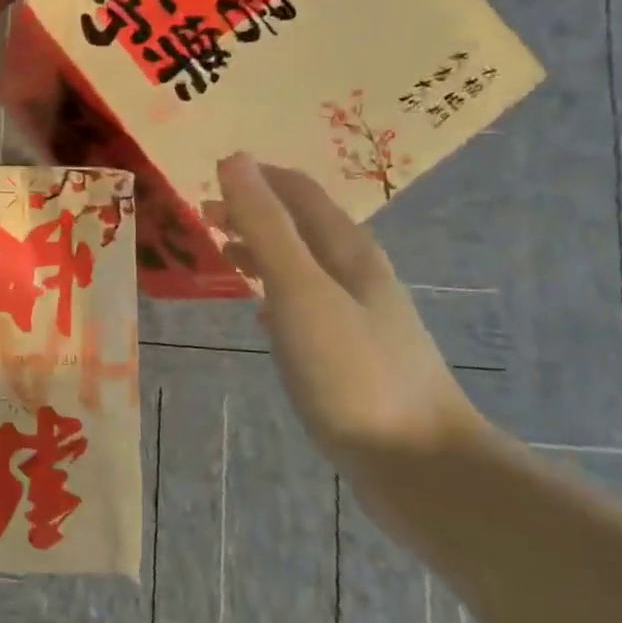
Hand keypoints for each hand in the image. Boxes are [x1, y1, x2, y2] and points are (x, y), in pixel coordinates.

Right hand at [209, 153, 484, 462]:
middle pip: (301, 225)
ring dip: (261, 249)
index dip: (256, 176)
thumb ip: (265, 225)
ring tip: (221, 254)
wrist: (419, 462)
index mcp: (347, 250)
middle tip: (202, 218)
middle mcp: (357, 273)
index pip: (299, 191)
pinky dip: (274, 290)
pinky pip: (305, 302)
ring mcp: (359, 315)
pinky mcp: (353, 352)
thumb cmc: (351, 369)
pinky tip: (259, 310)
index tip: (208, 178)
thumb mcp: (299, 290)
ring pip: (302, 264)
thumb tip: (235, 159)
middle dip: (253, 212)